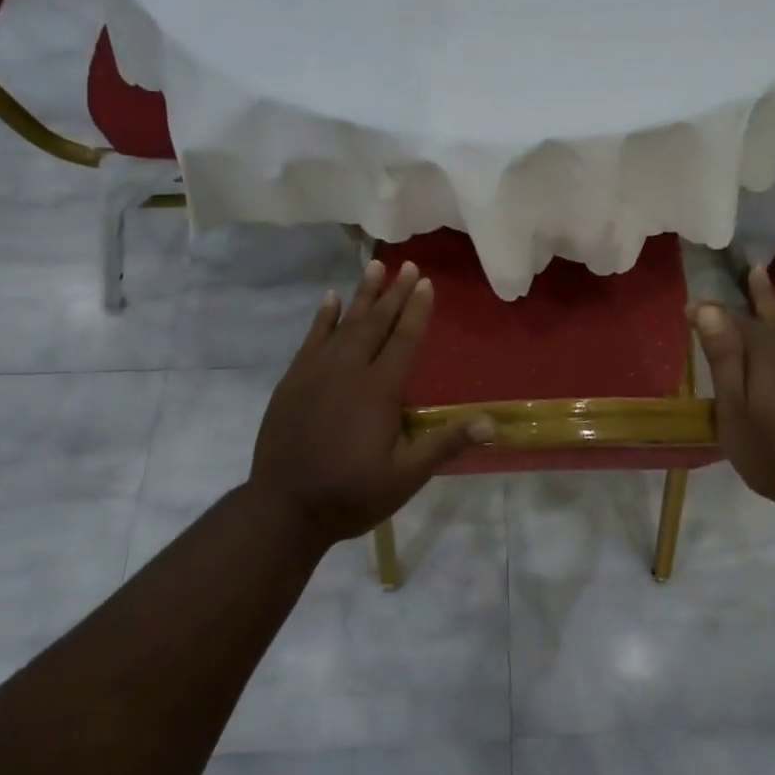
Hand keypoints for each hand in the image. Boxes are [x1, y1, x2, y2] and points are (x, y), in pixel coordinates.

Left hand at [250, 259, 491, 547]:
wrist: (283, 509)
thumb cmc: (351, 495)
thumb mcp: (406, 477)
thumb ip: (445, 444)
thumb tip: (491, 424)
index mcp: (379, 391)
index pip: (403, 340)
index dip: (417, 310)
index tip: (426, 282)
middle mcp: (348, 371)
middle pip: (375, 323)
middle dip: (394, 293)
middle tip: (408, 265)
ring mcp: (316, 374)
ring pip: (344, 325)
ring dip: (362, 295)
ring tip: (374, 267)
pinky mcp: (293, 382)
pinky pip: (311, 340)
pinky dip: (322, 319)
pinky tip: (330, 300)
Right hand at [691, 267, 774, 514]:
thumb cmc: (773, 452)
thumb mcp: (735, 410)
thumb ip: (724, 357)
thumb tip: (709, 308)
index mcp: (766, 351)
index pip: (732, 320)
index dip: (710, 313)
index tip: (689, 309)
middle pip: (770, 313)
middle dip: (755, 293)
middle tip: (750, 271)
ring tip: (768, 287)